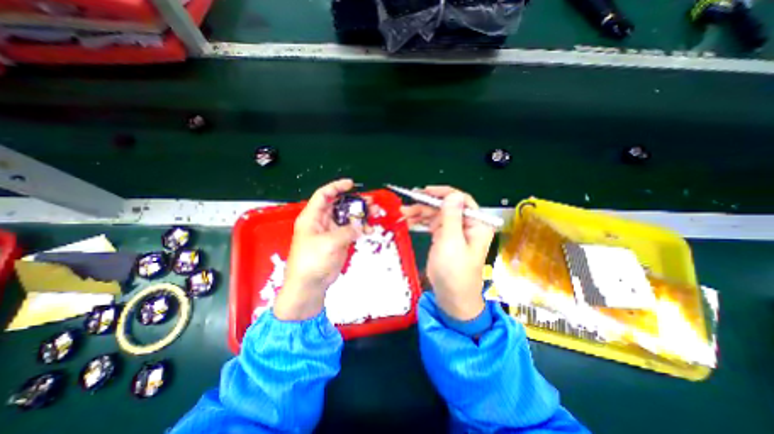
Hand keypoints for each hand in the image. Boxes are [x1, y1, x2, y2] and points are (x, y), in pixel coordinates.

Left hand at [275, 178, 371, 320]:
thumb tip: (359, 226)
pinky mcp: (340, 241)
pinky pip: (352, 230)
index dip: (337, 187)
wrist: (310, 285)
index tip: (351, 184)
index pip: (324, 195)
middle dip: (355, 201)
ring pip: (348, 217)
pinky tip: (370, 229)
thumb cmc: (312, 261)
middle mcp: (322, 221)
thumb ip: (346, 231)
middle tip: (370, 201)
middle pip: (339, 205)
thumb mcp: (328, 243)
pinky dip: (361, 228)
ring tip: (375, 212)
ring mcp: (332, 231)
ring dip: (361, 214)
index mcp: (313, 217)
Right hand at [402, 185, 491, 319]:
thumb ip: (451, 216)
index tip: (425, 192)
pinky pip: (432, 224)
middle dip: (427, 205)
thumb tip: (453, 194)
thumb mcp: (452, 242)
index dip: (443, 193)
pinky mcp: (444, 238)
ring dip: (420, 212)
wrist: (451, 297)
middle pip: (446, 207)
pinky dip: (421, 221)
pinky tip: (409, 221)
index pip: (461, 200)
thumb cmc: (454, 271)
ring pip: (437, 214)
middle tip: (408, 205)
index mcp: (476, 224)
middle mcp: (466, 224)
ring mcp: (454, 231)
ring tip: (403, 213)